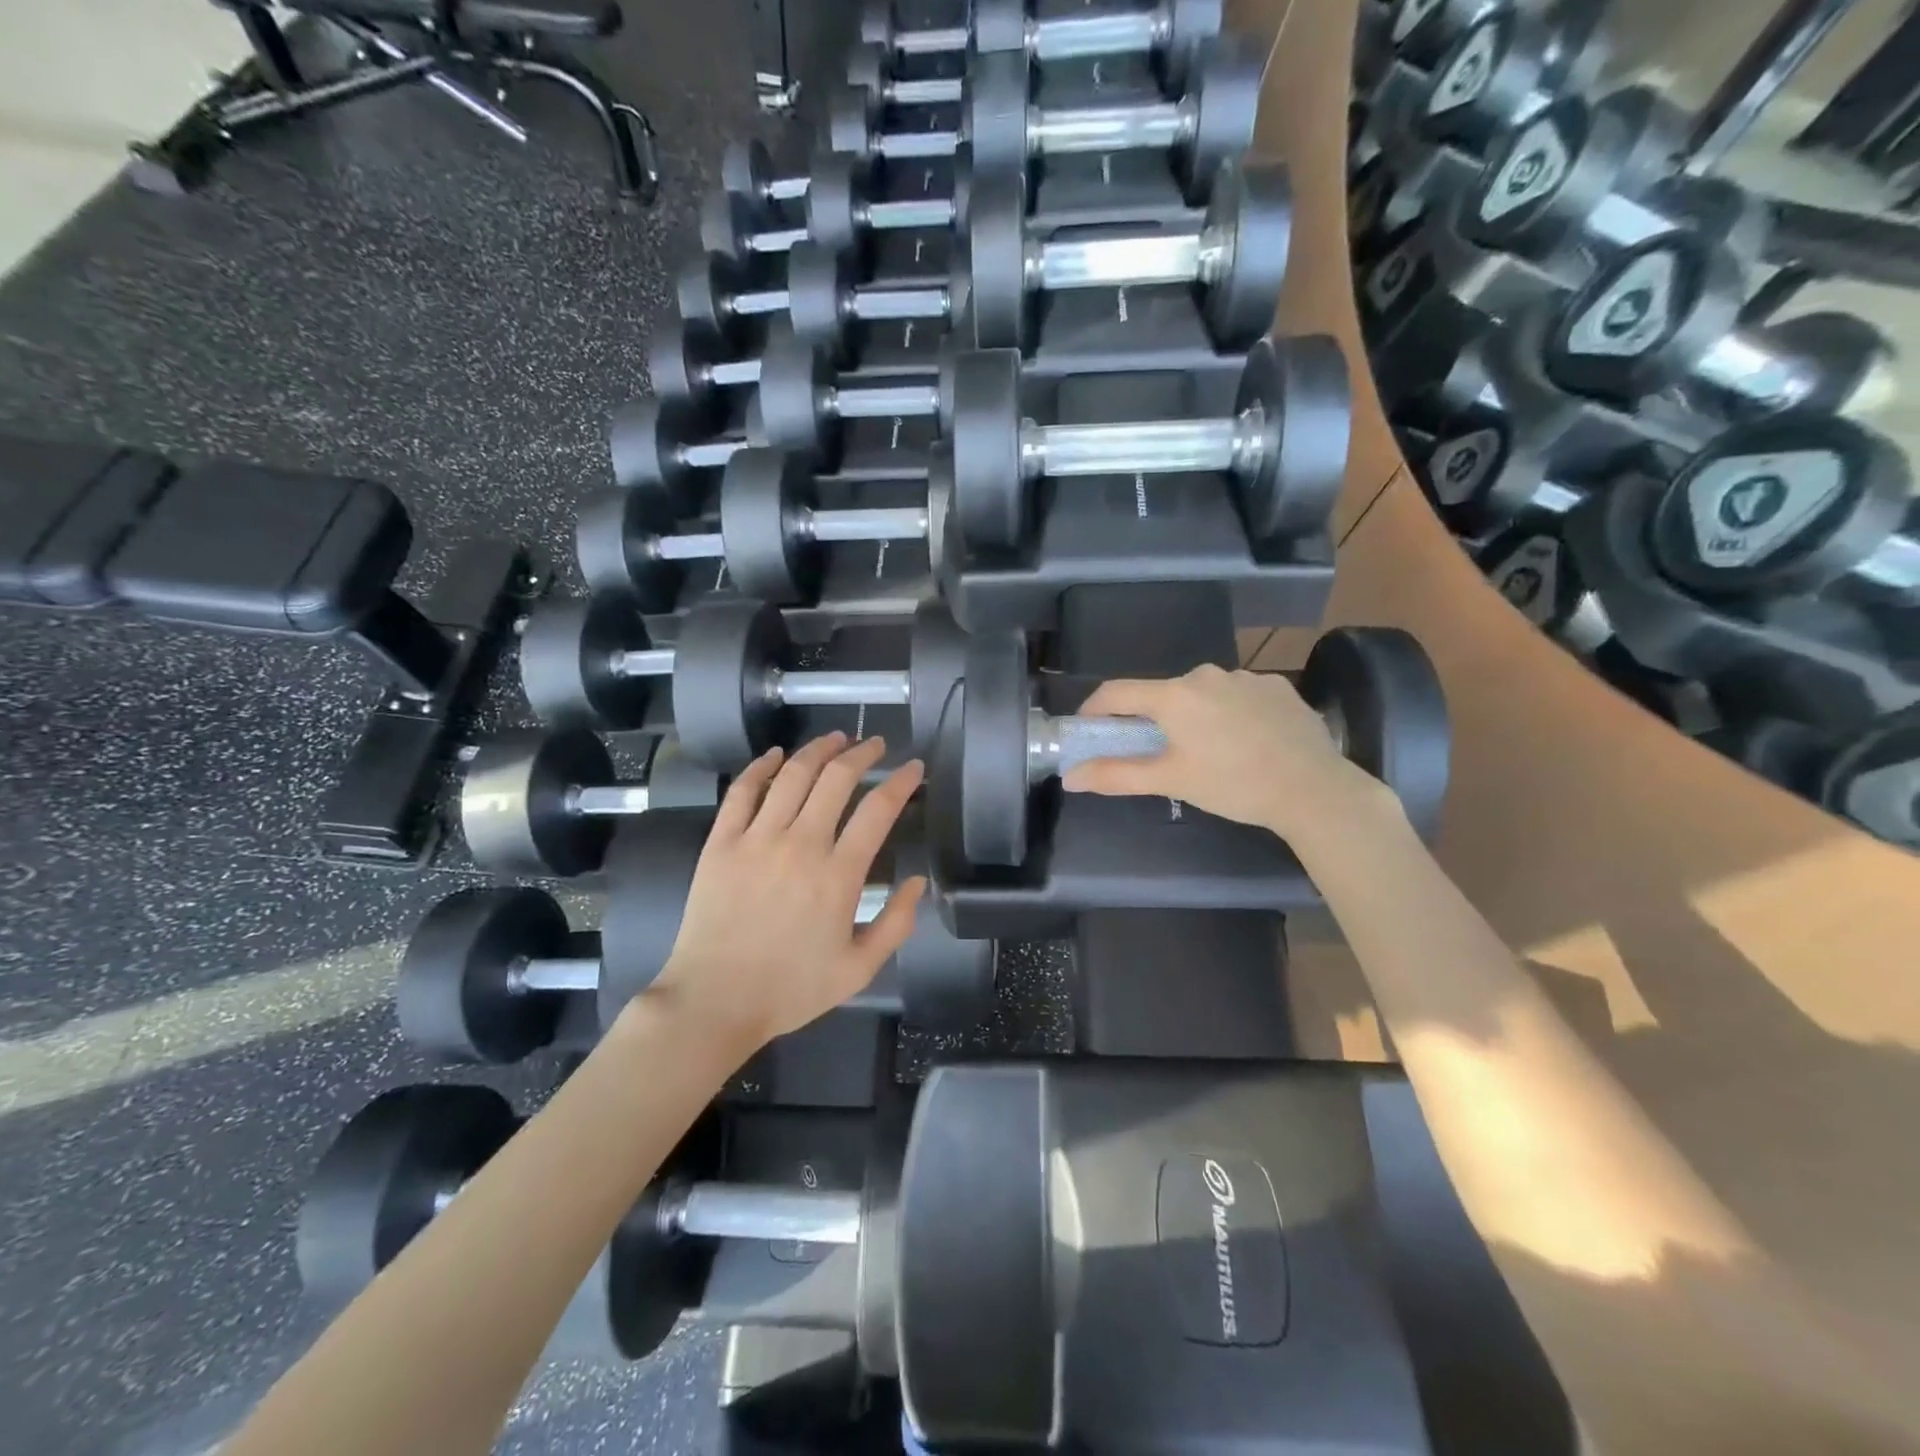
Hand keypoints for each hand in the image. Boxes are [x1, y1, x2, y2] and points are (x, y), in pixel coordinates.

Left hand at [647, 733, 925, 1051]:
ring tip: (835, 738)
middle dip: (862, 753)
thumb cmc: (791, 989)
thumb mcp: (859, 969)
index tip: (914, 767)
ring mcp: (756, 839)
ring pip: (793, 776)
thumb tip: (917, 881)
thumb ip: (895, 924)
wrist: (714, 1001)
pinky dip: (762, 767)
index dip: (901, 781)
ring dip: (818, 750)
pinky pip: (743, 792)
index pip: (878, 809)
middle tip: (874, 744)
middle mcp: (800, 845)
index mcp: (839, 875)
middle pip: (836, 779)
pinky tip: (776, 755)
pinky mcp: (721, 843)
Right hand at [1062, 666, 1390, 844]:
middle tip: (1158, 754)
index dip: (1095, 709)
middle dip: (1152, 720)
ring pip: (1202, 694)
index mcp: (1174, 696)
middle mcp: (1205, 675)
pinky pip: (1237, 696)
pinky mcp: (1276, 686)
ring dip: (1193, 716)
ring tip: (1209, 752)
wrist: (1314, 789)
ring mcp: (1245, 676)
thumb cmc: (1233, 784)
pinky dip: (1230, 714)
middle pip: (1162, 694)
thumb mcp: (1171, 781)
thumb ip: (1117, 774)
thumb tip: (1071, 776)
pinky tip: (1246, 742)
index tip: (1088, 729)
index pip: (1117, 692)